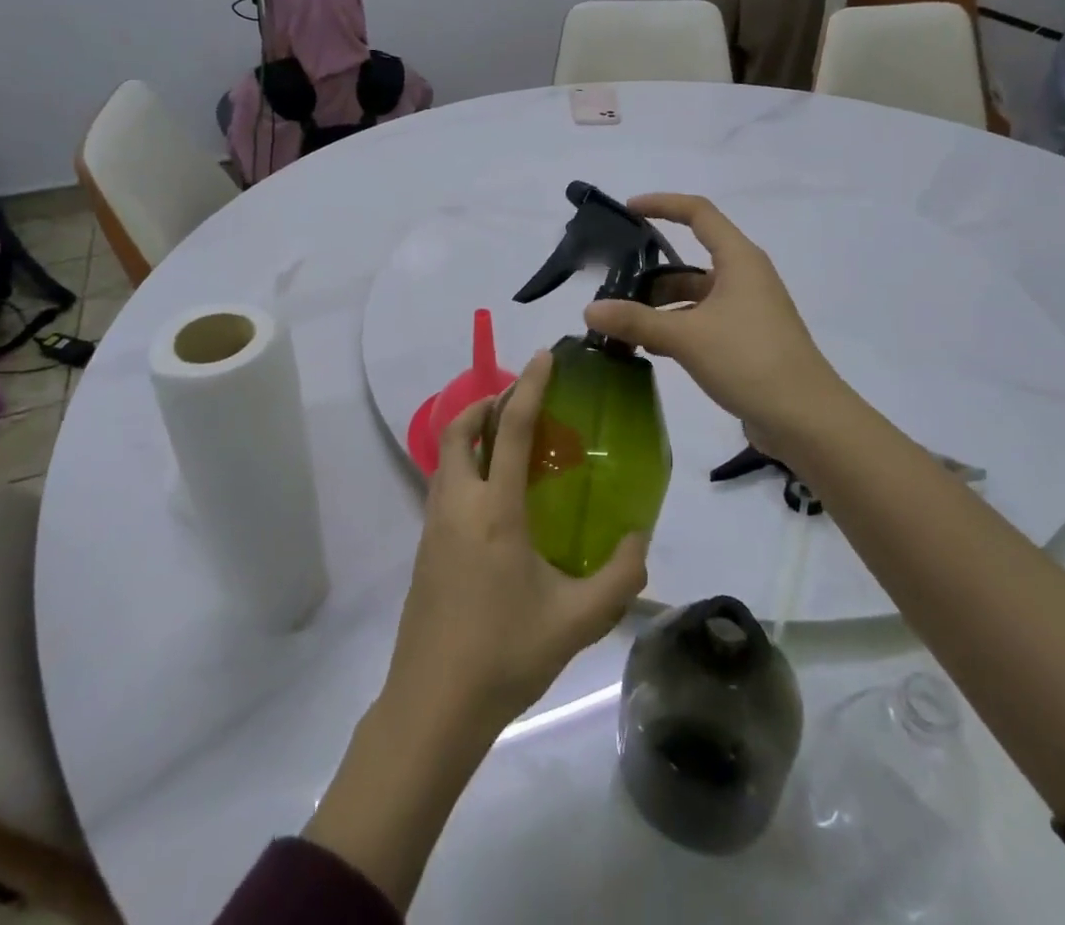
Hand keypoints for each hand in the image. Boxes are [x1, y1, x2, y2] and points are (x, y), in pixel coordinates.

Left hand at [380, 351, 648, 737]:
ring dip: (472, 434)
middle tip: (521, 405)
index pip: (510, 428)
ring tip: (511, 446)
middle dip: (486, 402)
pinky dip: (465, 466)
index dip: (529, 387)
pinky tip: (495, 501)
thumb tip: (640, 540)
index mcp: (495, 511)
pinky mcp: (424, 547)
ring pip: (446, 456)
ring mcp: (434, 525)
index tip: (543, 357)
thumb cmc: (505, 654)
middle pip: (460, 429)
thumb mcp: (576, 621)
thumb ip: (618, 577)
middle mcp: (458, 504)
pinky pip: (443, 485)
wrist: (432, 707)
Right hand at [585, 194, 846, 459]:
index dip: (663, 204)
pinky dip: (676, 327)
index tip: (628, 210)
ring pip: (695, 294)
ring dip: (661, 305)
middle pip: (691, 259)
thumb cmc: (749, 360)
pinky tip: (649, 347)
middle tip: (613, 285)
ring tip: (622, 322)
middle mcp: (745, 277)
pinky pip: (703, 321)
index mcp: (739, 260)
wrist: (807, 420)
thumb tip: (589, 310)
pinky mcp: (747, 340)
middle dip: (651, 271)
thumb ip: (636, 321)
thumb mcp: (686, 337)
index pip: (698, 213)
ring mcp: (748, 310)